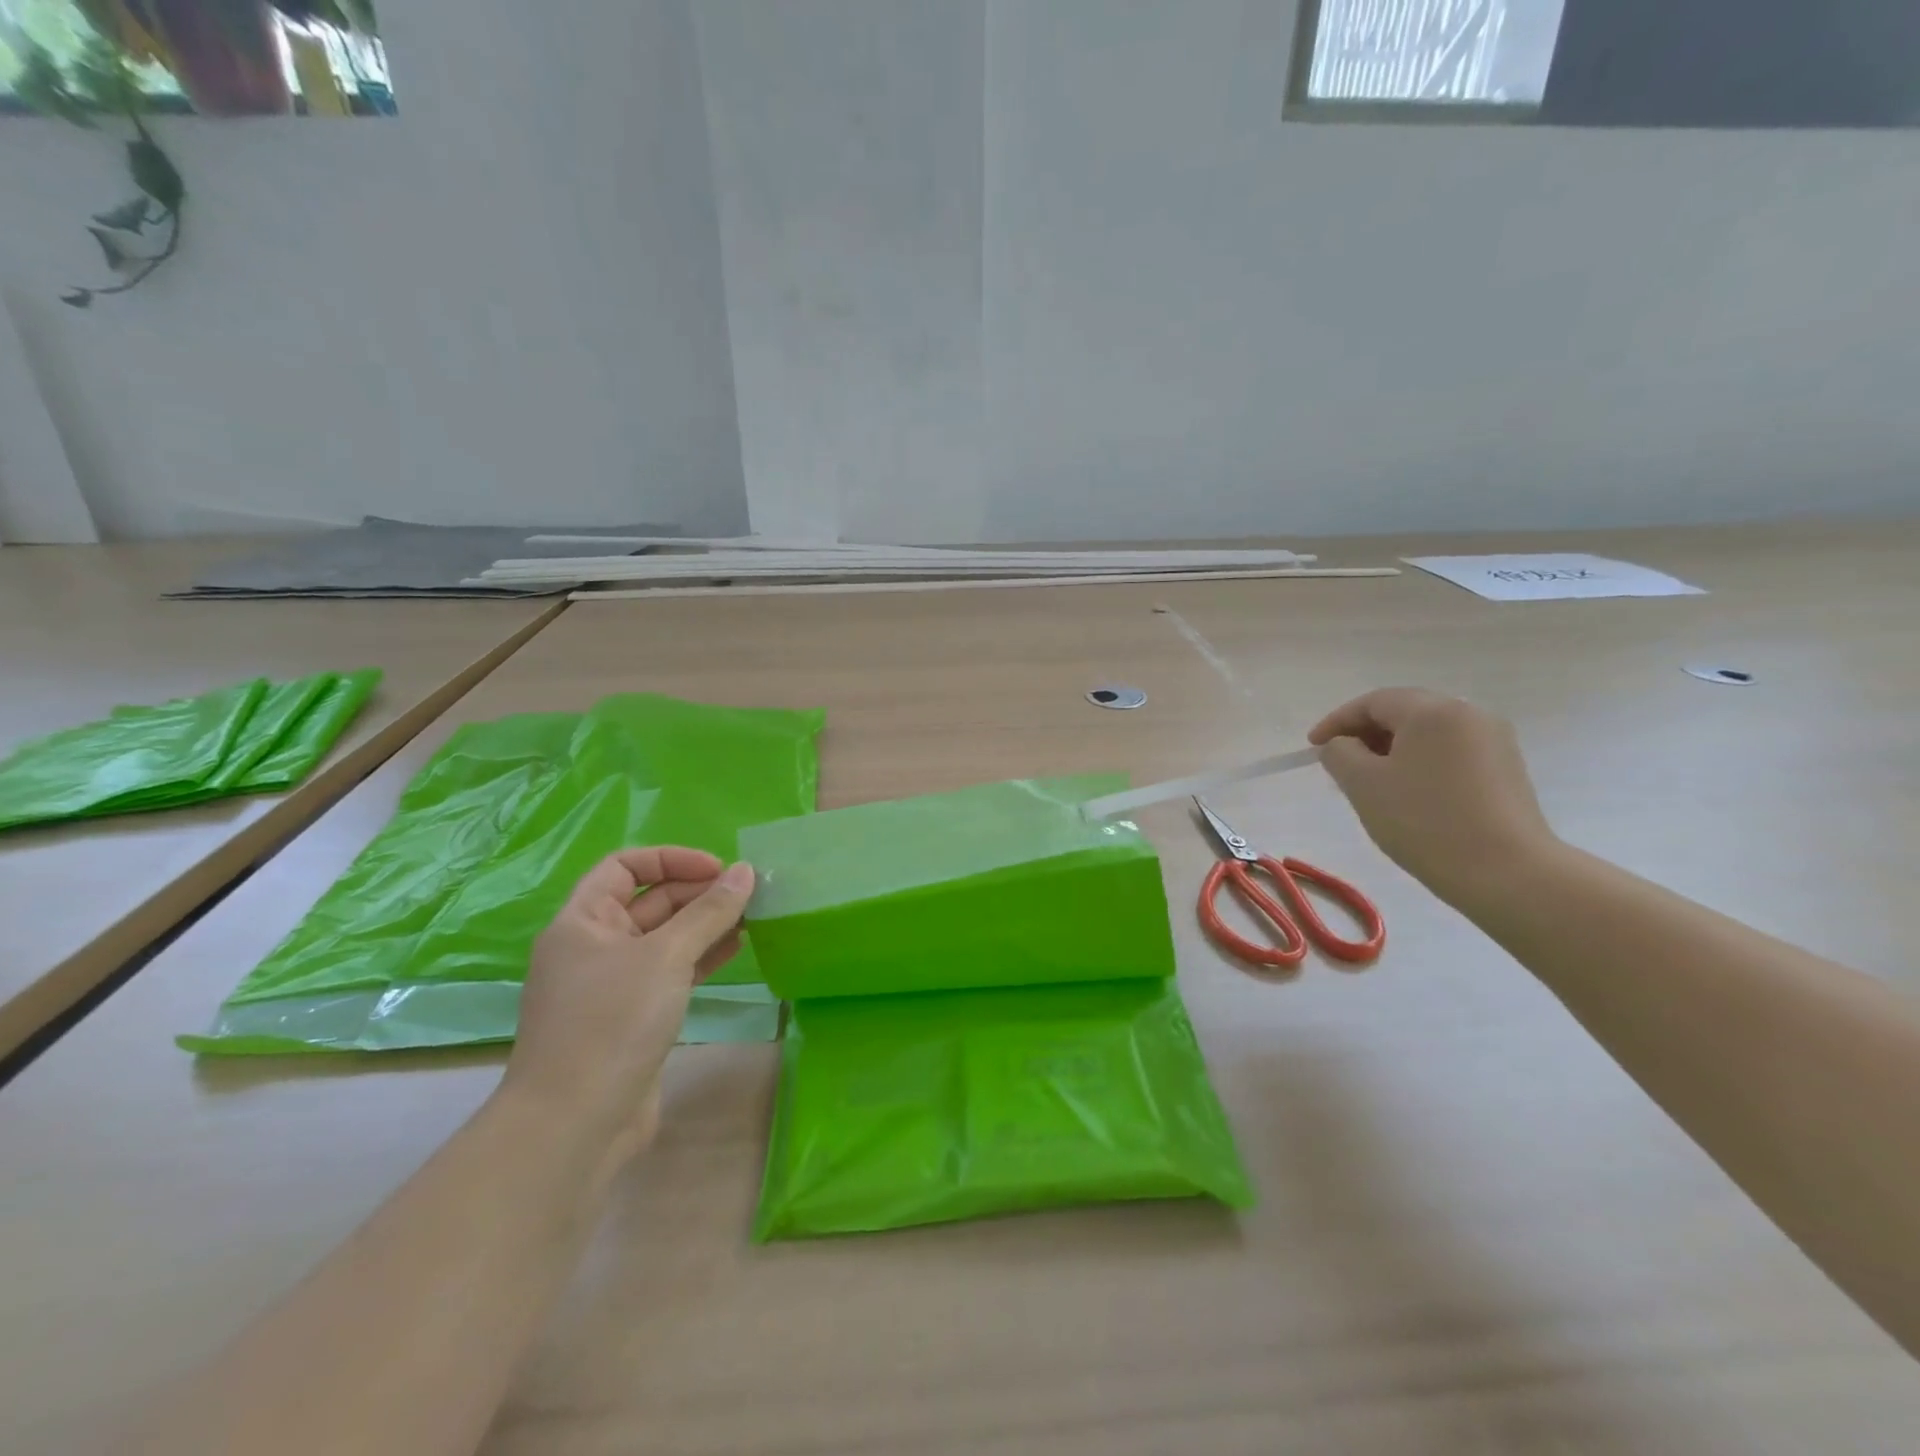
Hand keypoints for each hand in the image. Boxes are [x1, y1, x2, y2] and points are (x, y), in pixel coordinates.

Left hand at [501, 848, 755, 1170]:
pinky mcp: (633, 1016)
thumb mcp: (666, 956)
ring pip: (665, 938)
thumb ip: (709, 912)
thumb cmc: (612, 1022)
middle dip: (697, 893)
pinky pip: (671, 971)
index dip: (672, 859)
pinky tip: (736, 950)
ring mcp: (613, 984)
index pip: (625, 866)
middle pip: (649, 901)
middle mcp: (593, 946)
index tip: (718, 869)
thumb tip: (745, 871)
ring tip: (752, 917)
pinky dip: (701, 956)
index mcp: (583, 921)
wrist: (576, 1124)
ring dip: (705, 924)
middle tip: (748, 894)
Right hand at [1308, 688, 1556, 909]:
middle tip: (1339, 763)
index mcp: (1432, 711)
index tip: (1312, 748)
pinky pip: (1450, 752)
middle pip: (1404, 712)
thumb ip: (1339, 754)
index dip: (1336, 721)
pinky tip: (1408, 793)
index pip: (1373, 701)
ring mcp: (1494, 741)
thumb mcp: (1363, 785)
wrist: (1506, 873)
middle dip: (1365, 733)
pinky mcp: (1507, 769)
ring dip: (1392, 749)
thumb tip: (1342, 745)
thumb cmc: (1424, 821)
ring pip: (1428, 733)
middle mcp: (1468, 714)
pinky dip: (1420, 762)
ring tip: (1370, 781)